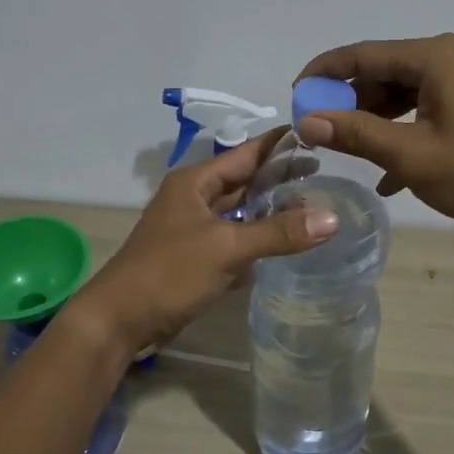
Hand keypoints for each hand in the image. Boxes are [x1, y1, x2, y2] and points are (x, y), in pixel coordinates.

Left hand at [68, 128, 337, 351]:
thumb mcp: (227, 247)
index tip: (317, 134)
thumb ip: (278, 232)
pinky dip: (257, 240)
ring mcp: (194, 229)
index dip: (280, 144)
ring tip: (314, 207)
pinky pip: (234, 240)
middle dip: (280, 179)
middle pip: (245, 182)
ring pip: (240, 213)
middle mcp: (194, 199)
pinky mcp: (196, 258)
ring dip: (271, 212)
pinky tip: (285, 244)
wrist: (120, 319)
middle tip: (326, 175)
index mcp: (195, 182)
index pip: (246, 153)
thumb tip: (332, 218)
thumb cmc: (169, 272)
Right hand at [295, 33, 453, 237]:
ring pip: (406, 93)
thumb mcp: (413, 156)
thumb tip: (306, 119)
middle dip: (351, 102)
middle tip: (323, 133)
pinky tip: (392, 174)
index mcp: (434, 57)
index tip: (295, 97)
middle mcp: (452, 57)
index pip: (362, 54)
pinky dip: (407, 132)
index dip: (323, 74)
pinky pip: (430, 108)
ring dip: (378, 122)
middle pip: (384, 72)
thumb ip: (357, 133)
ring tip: (355, 154)